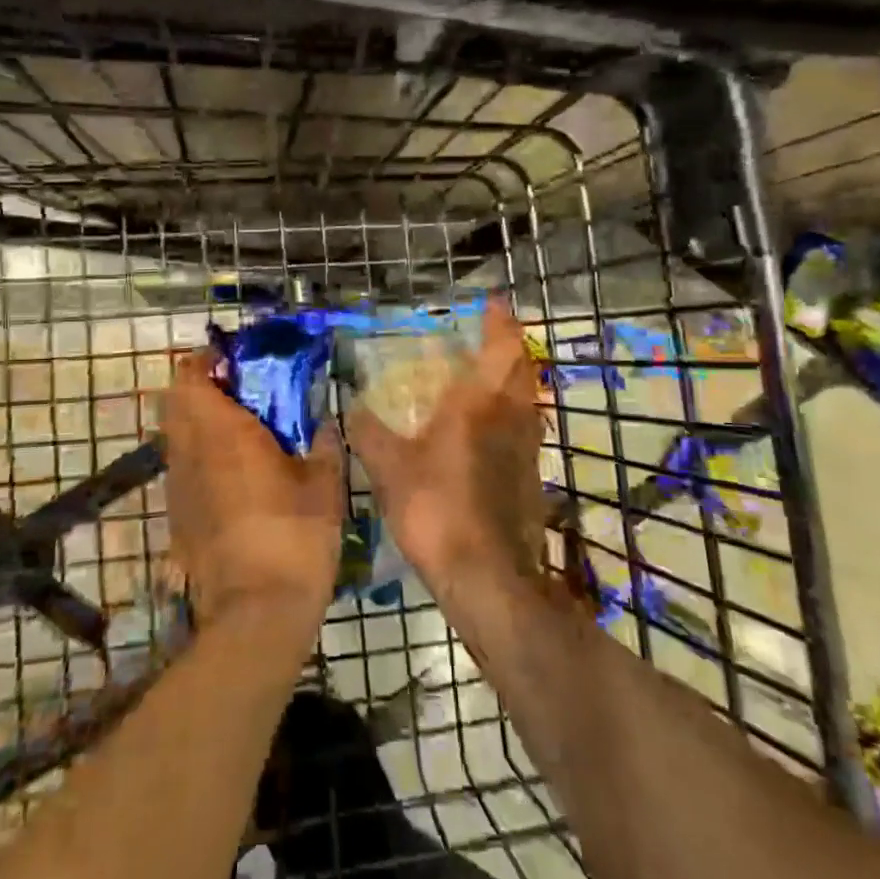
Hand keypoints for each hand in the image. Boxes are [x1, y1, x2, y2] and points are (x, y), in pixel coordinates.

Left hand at [163, 351, 345, 628]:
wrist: (256, 612)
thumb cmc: (294, 536)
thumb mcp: (325, 485)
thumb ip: (325, 443)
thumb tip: (326, 422)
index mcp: (222, 431)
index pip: (190, 376)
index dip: (206, 362)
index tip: (236, 363)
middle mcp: (189, 451)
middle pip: (175, 402)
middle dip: (202, 390)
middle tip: (243, 396)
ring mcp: (178, 486)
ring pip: (176, 437)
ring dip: (199, 425)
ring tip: (241, 436)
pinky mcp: (177, 517)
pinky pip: (182, 470)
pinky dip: (200, 460)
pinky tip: (236, 480)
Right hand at [347, 296, 546, 594]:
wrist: (487, 576)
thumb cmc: (436, 508)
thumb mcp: (389, 468)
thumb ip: (368, 433)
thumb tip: (349, 407)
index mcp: (480, 402)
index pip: (501, 346)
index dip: (499, 320)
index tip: (493, 302)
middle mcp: (512, 416)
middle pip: (523, 368)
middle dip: (510, 346)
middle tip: (488, 336)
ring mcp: (528, 448)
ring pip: (527, 399)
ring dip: (513, 381)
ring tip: (486, 378)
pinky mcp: (531, 478)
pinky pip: (524, 430)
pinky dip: (510, 415)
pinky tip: (487, 432)